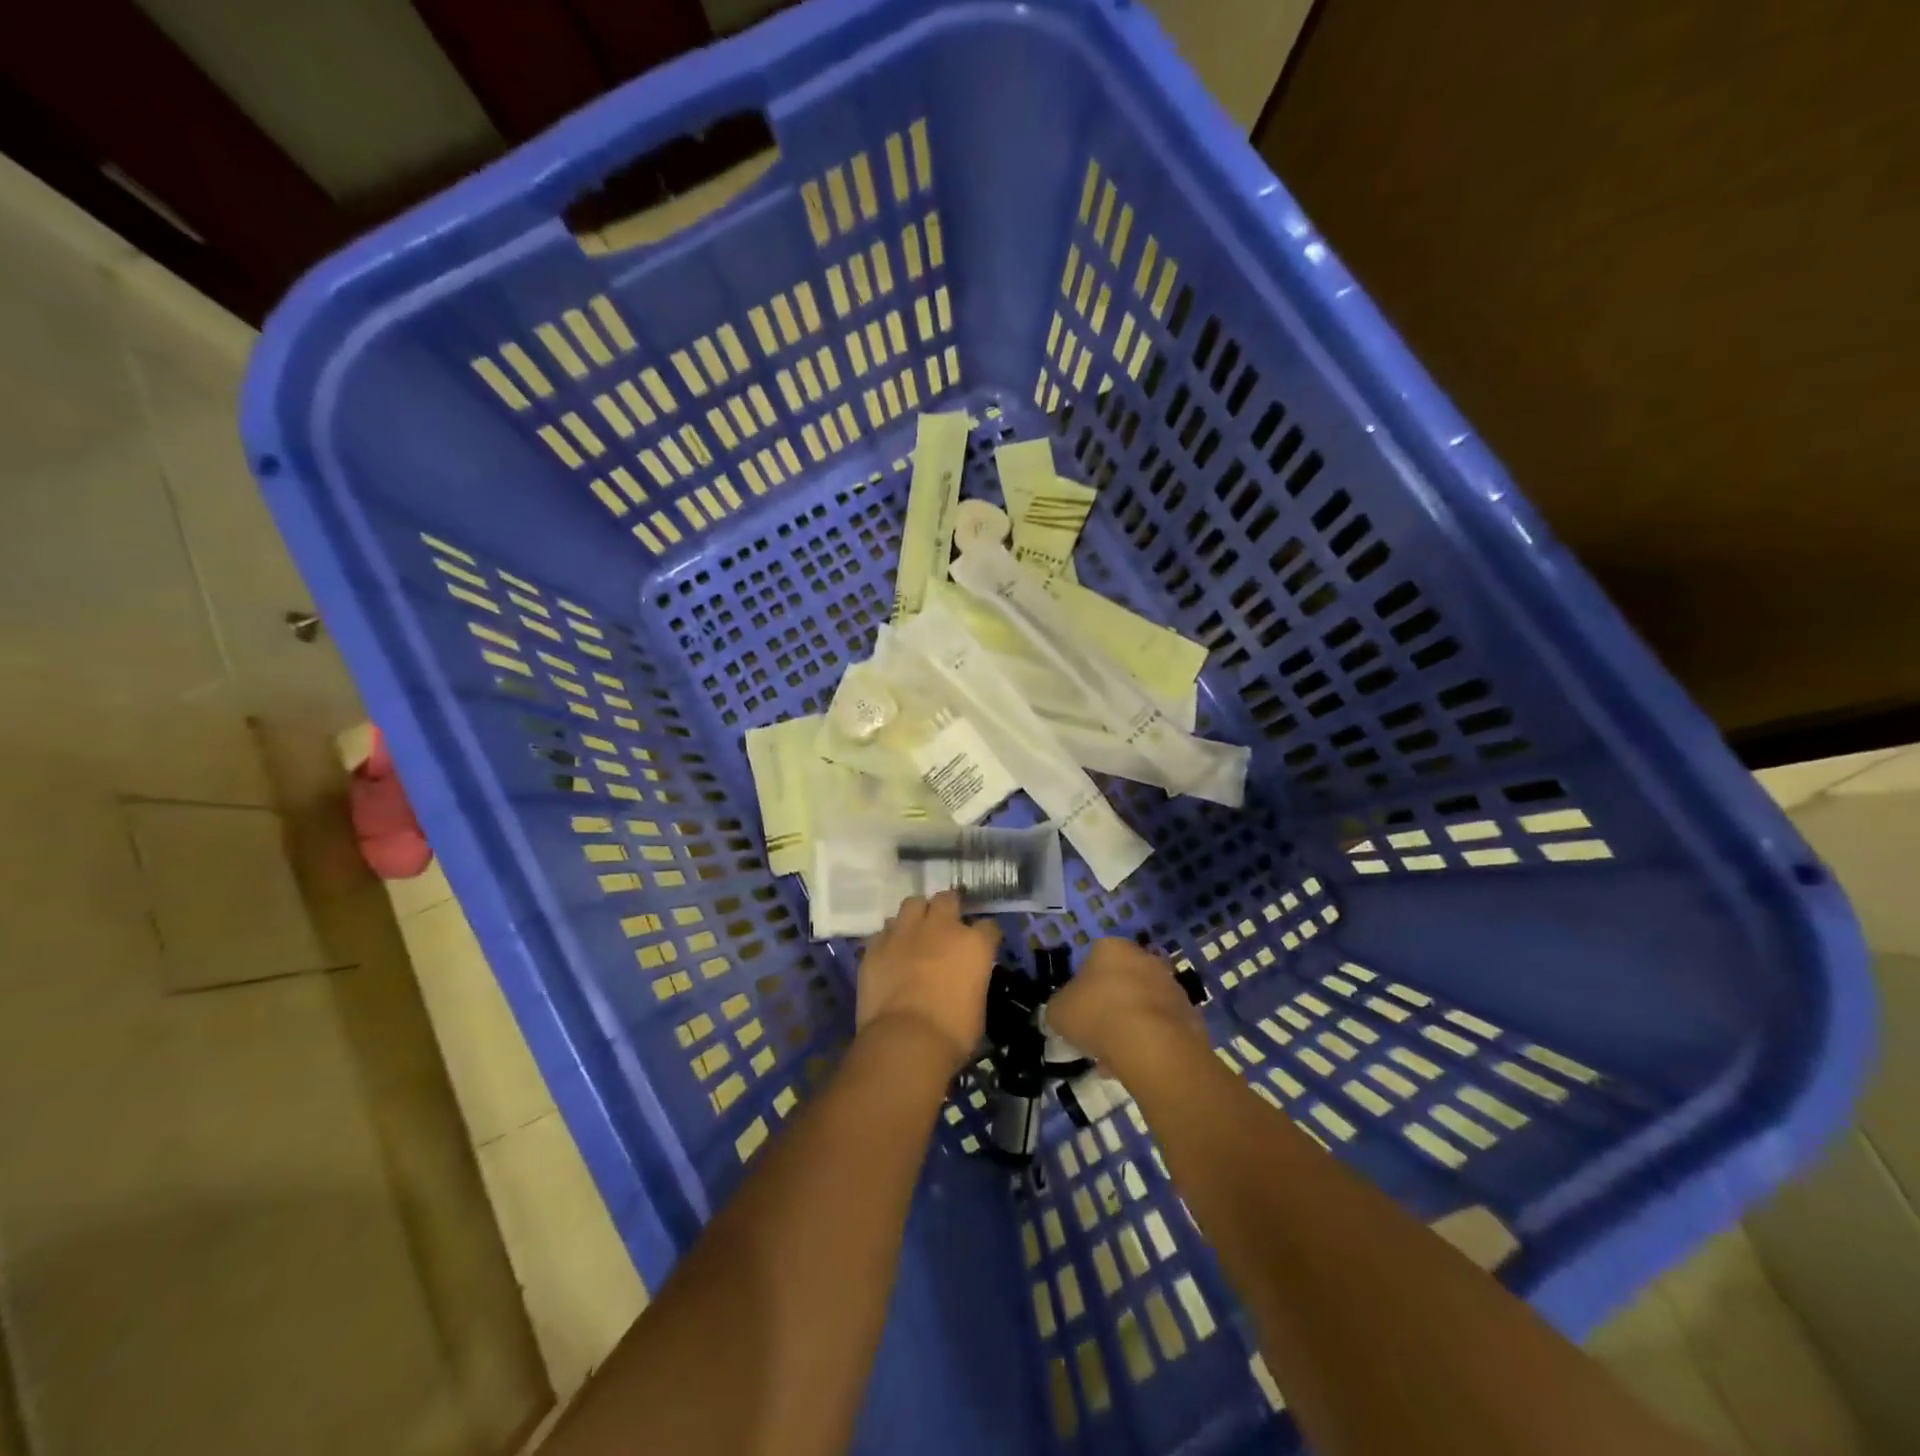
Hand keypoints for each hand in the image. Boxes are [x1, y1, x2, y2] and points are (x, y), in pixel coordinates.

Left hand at [856, 892, 998, 1071]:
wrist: (905, 1041)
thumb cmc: (952, 1033)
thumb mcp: (977, 1006)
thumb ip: (972, 981)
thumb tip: (964, 981)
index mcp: (973, 944)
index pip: (988, 926)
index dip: (985, 935)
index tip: (982, 945)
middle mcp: (941, 927)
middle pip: (947, 899)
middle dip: (948, 908)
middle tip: (946, 926)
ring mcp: (905, 932)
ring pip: (912, 904)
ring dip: (917, 915)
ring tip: (915, 932)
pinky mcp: (876, 945)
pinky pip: (884, 931)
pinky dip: (889, 939)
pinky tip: (890, 953)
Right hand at [1048, 937, 1204, 1069]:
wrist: (1152, 1044)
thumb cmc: (1097, 1015)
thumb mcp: (1059, 1011)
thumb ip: (1061, 1006)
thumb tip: (1065, 1010)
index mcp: (1111, 948)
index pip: (1092, 961)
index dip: (1083, 988)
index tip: (1079, 1012)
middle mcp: (1144, 957)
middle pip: (1121, 981)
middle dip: (1110, 1006)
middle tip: (1096, 1035)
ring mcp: (1171, 985)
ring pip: (1142, 1006)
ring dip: (1129, 1026)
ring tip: (1114, 1059)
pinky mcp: (1189, 1013)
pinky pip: (1161, 1027)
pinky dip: (1149, 1042)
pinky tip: (1135, 1064)